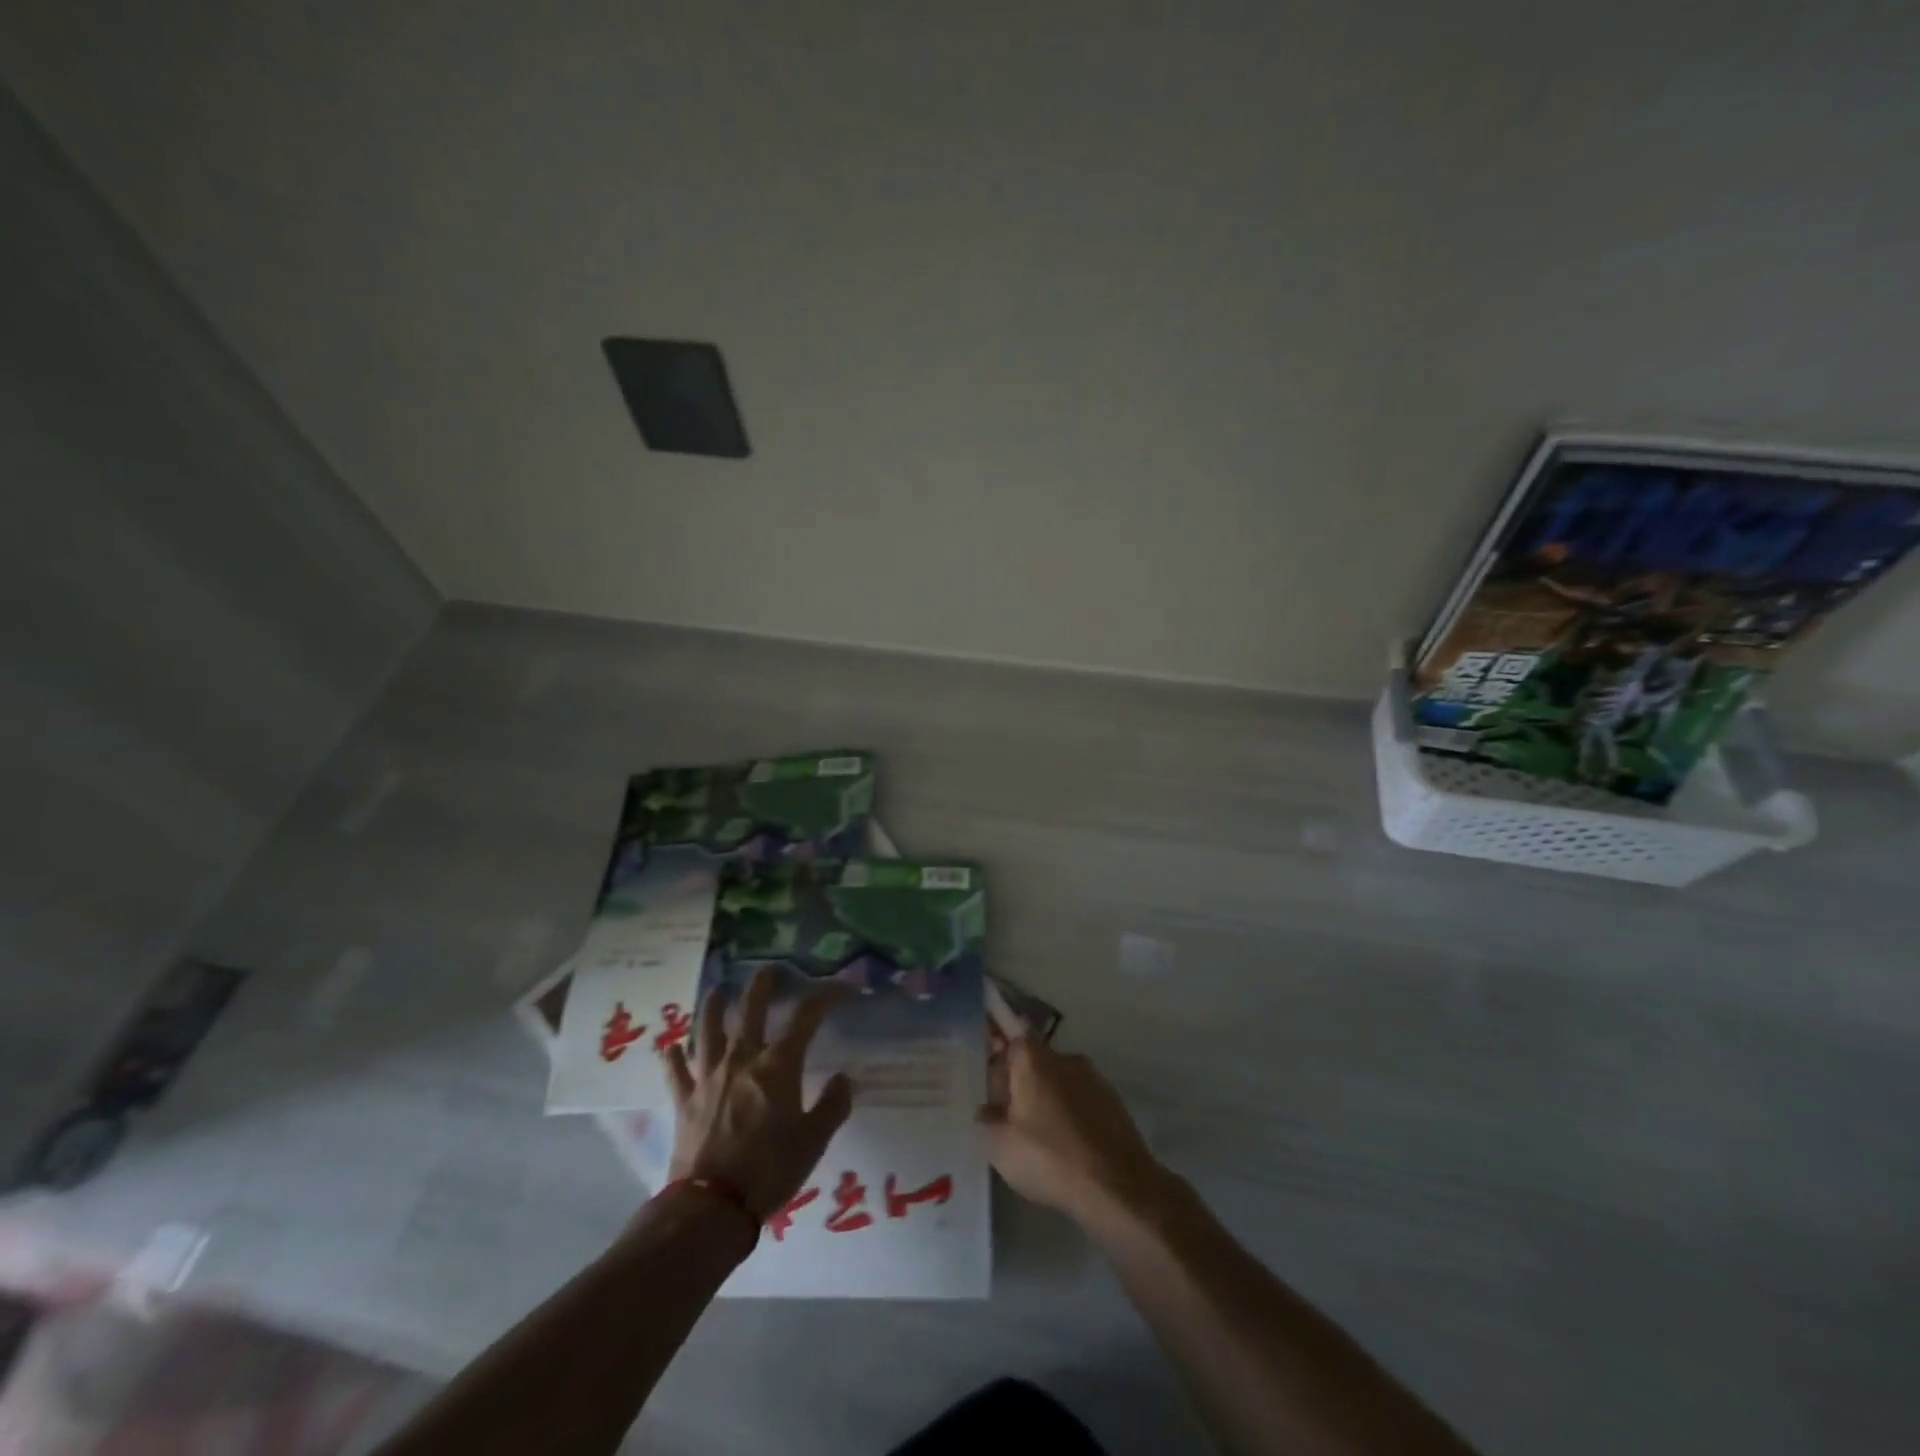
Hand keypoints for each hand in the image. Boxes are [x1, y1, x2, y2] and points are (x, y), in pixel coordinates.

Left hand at [664, 968, 853, 1219]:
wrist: (712, 1206)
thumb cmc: (770, 1169)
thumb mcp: (814, 1140)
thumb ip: (833, 1105)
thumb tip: (845, 1079)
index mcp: (778, 1065)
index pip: (806, 1016)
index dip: (825, 996)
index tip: (840, 988)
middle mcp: (742, 1059)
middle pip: (750, 1009)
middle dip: (761, 984)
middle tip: (768, 970)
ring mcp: (708, 1077)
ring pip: (707, 1029)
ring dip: (712, 1005)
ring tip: (717, 990)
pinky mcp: (684, 1100)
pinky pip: (676, 1071)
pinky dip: (674, 1057)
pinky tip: (671, 1047)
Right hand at [978, 1038, 1170, 1227]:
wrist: (1117, 1186)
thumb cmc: (1050, 1158)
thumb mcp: (998, 1145)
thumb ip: (984, 1119)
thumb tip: (988, 1109)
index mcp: (1034, 1059)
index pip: (1011, 1037)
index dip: (998, 1054)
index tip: (991, 1079)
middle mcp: (1065, 1058)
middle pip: (1035, 1060)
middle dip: (1021, 1081)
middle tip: (1008, 1115)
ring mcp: (1094, 1078)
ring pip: (1060, 1081)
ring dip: (1047, 1099)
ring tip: (1039, 1137)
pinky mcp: (1114, 1102)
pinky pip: (1081, 1100)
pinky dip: (1071, 1114)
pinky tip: (1066, 1145)